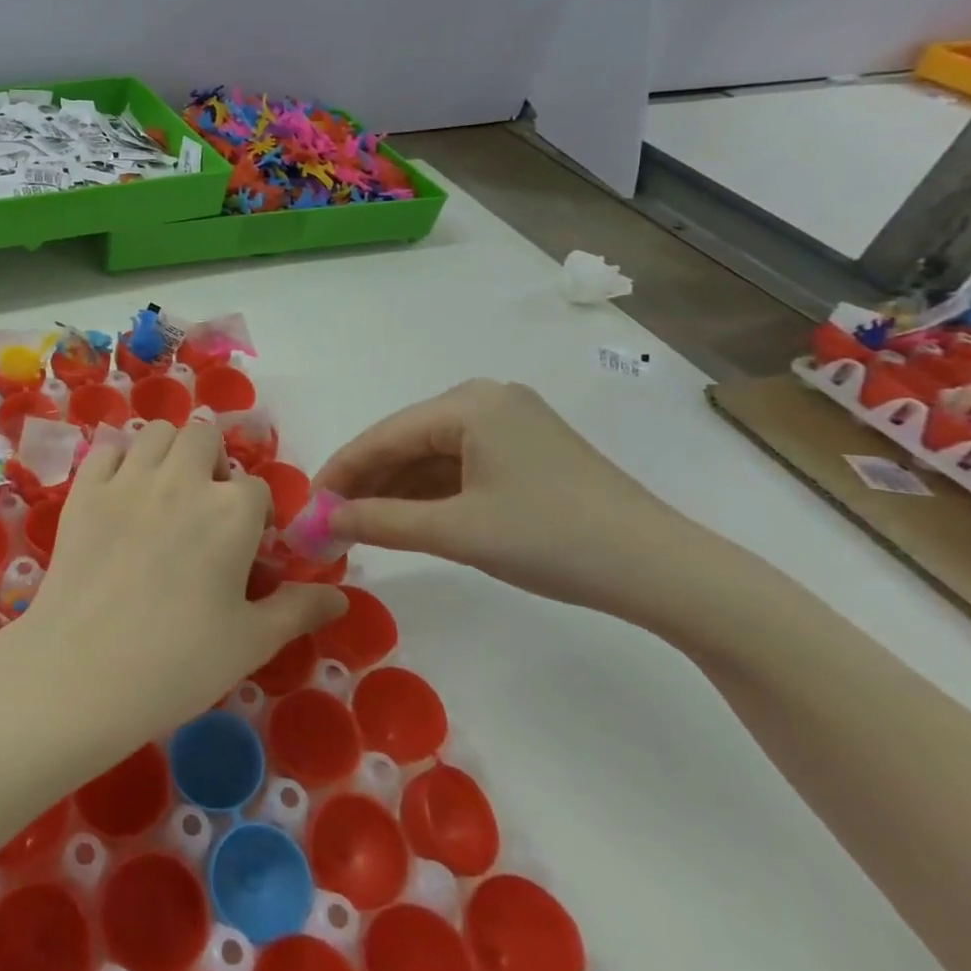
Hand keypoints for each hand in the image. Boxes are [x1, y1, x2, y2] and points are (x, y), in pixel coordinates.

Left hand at [20, 420, 346, 751]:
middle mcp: (182, 479)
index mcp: (231, 510)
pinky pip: (106, 449)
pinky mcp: (84, 490)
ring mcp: (128, 479)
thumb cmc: (178, 663)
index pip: (257, 489)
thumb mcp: (251, 642)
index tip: (244, 550)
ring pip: (156, 432)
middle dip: (212, 464)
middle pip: (205, 439)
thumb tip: (339, 597)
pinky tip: (120, 495)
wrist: (82, 673)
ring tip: (165, 493)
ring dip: (169, 453)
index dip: (255, 517)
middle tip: (205, 508)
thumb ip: (298, 609)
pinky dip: (119, 460)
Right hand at [315, 379, 707, 626]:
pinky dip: (430, 493)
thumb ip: (380, 520)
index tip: (306, 506)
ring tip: (358, 525)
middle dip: (366, 482)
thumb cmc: (553, 540)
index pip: (383, 436)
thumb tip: (321, 520)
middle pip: (406, 441)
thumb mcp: (457, 531)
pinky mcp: (527, 450)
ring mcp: (510, 423)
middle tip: (330, 521)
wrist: (665, 571)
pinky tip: (405, 518)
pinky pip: (460, 465)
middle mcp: (487, 399)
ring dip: (396, 490)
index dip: (340, 472)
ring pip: (432, 455)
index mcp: (469, 403)